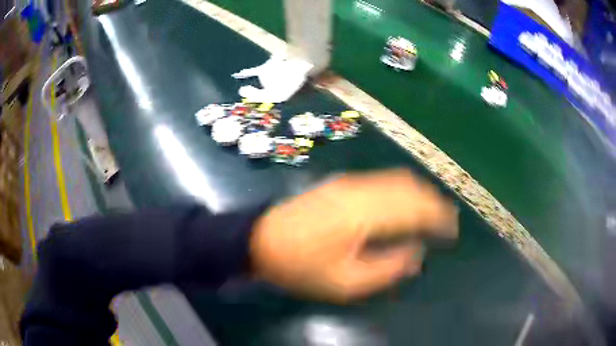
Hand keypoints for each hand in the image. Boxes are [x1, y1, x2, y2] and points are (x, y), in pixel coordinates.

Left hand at [250, 168, 457, 302]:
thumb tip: (417, 253)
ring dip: (419, 193)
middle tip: (446, 220)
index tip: (452, 230)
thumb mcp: (345, 282)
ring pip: (397, 179)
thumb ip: (387, 268)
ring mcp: (350, 182)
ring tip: (431, 211)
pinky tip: (402, 202)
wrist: (261, 240)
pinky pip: (381, 180)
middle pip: (410, 188)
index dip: (439, 217)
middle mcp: (362, 191)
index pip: (415, 209)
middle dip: (433, 202)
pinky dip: (401, 189)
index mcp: (365, 215)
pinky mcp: (341, 183)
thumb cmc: (301, 267)